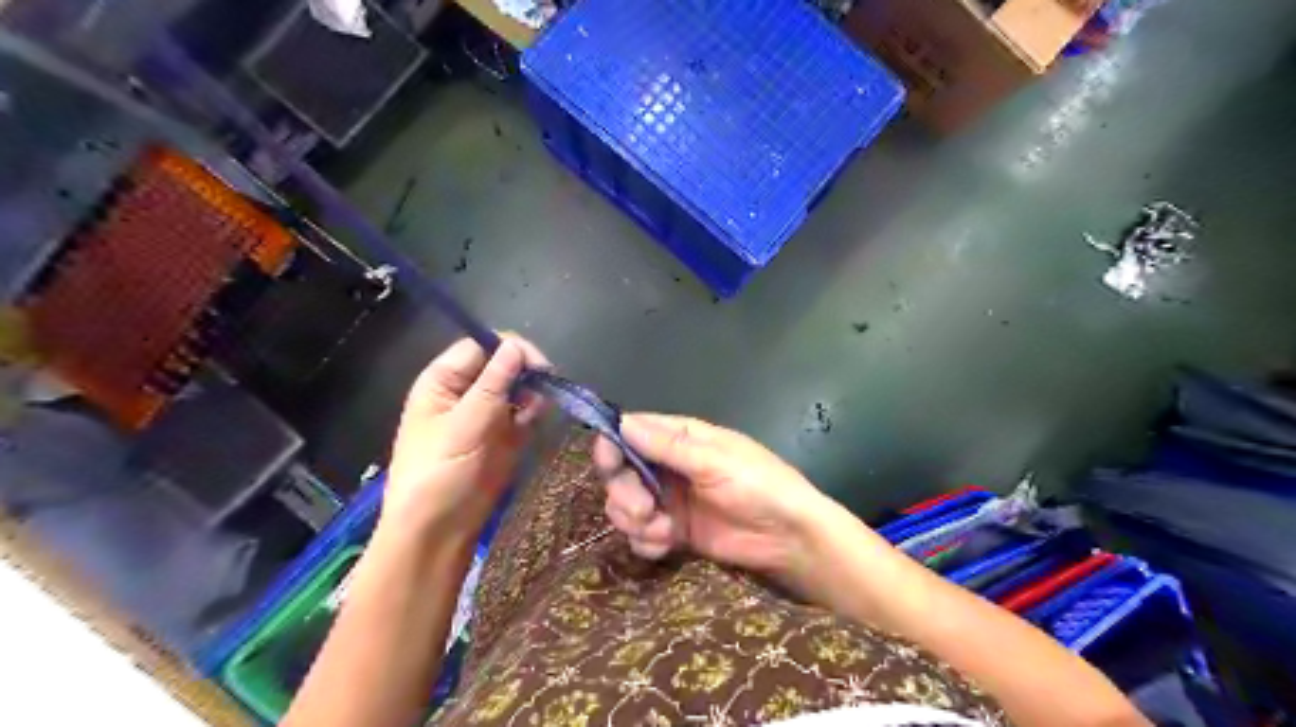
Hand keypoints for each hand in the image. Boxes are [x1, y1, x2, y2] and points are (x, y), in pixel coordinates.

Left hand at [381, 336, 548, 544]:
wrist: (439, 530)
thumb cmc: (440, 472)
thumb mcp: (465, 424)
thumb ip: (493, 383)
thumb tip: (516, 345)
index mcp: (444, 381)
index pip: (481, 346)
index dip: (510, 349)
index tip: (538, 365)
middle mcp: (466, 392)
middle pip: (503, 365)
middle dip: (526, 373)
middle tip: (545, 388)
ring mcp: (486, 415)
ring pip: (519, 389)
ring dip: (533, 394)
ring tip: (537, 412)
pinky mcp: (504, 436)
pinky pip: (525, 413)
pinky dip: (534, 414)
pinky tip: (536, 422)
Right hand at [595, 415, 839, 584]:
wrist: (789, 539)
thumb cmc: (759, 486)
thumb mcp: (715, 461)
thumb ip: (668, 446)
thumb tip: (622, 422)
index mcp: (682, 439)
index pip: (633, 432)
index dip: (613, 444)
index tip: (607, 461)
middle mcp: (669, 467)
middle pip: (621, 472)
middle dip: (624, 492)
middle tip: (643, 509)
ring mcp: (670, 501)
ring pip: (625, 504)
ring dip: (634, 520)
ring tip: (662, 531)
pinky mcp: (673, 532)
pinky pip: (640, 534)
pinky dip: (646, 541)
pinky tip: (665, 545)